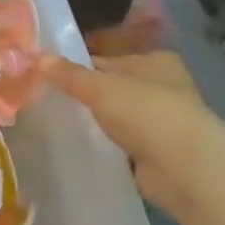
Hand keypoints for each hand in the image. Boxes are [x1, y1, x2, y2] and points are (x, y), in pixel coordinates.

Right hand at [41, 52, 213, 214]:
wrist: (185, 168)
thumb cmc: (146, 113)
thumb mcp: (100, 88)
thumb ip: (70, 75)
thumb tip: (39, 57)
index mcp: (155, 62)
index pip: (108, 60)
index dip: (79, 67)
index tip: (49, 78)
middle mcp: (164, 87)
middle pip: (114, 87)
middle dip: (88, 96)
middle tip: (50, 102)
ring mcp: (163, 122)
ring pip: (120, 116)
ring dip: (99, 122)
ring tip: (62, 124)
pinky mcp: (160, 152)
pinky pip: (126, 143)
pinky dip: (110, 145)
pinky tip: (86, 147)